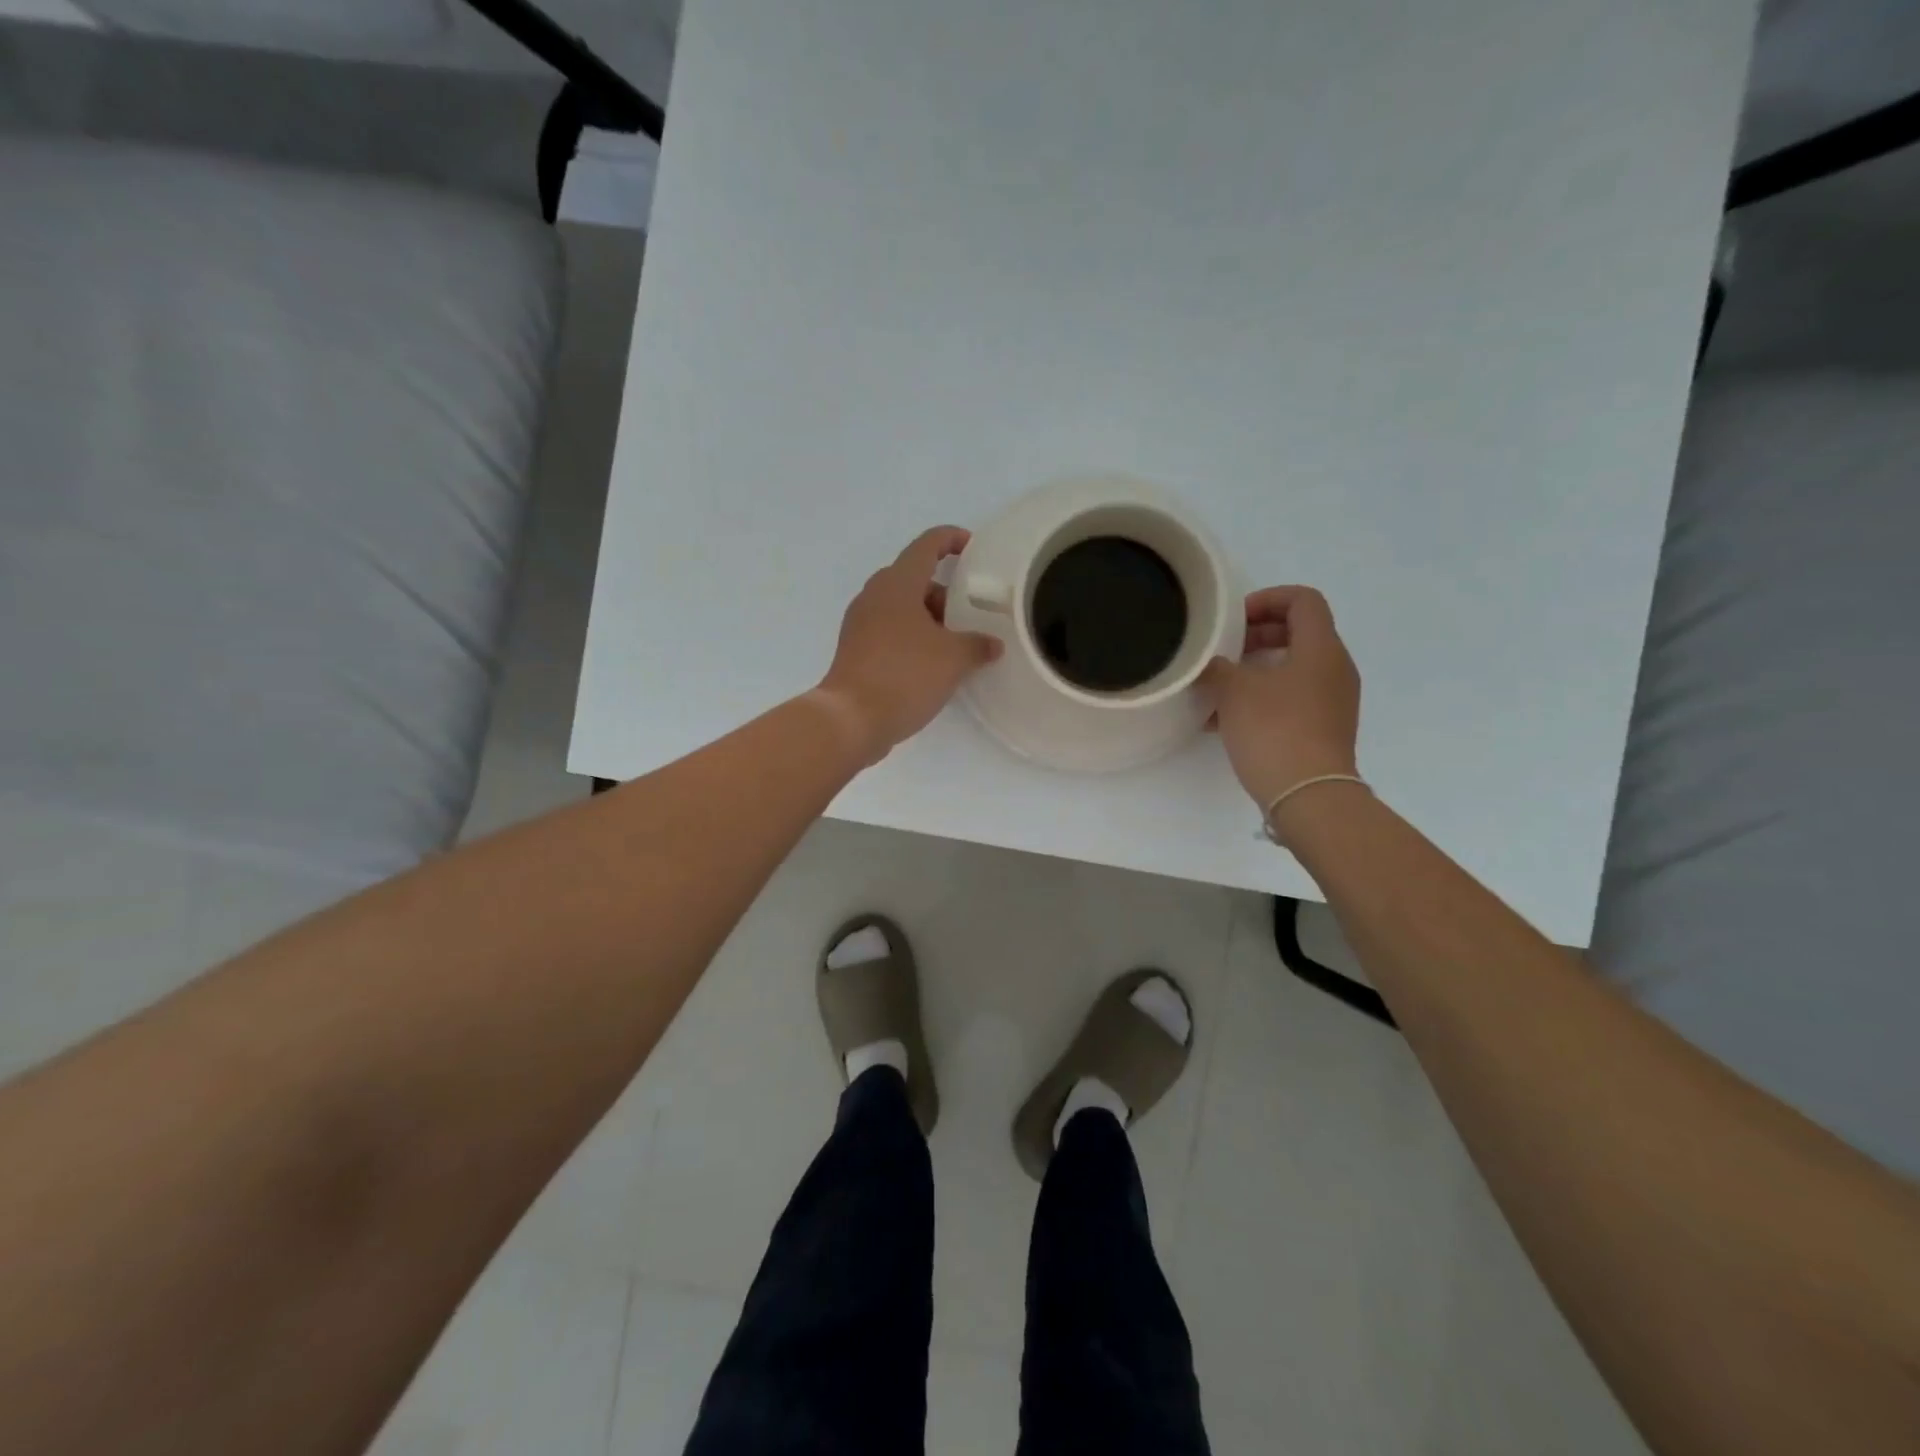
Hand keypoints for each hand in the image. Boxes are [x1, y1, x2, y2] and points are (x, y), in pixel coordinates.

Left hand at [818, 526, 1002, 763]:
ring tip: (955, 645)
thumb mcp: (953, 659)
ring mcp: (860, 623)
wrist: (851, 719)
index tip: (973, 548)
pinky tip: (931, 665)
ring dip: (929, 619)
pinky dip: (912, 638)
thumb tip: (993, 645)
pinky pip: (890, 631)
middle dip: (944, 593)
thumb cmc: (905, 675)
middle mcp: (875, 596)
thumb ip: (978, 645)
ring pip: (902, 608)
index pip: (927, 545)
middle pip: (914, 579)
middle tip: (970, 616)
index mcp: (897, 584)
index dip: (952, 540)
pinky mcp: (855, 650)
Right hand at [1198, 586, 1360, 809]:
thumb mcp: (1233, 691)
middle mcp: (1335, 669)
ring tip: (1219, 687)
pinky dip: (1263, 698)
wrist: (1307, 794)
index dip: (1268, 599)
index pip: (1303, 600)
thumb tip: (1211, 665)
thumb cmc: (1274, 730)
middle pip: (1299, 633)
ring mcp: (1333, 701)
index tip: (1235, 619)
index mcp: (1321, 648)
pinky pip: (1292, 699)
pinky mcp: (1323, 729)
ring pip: (1292, 669)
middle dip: (1258, 635)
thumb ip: (1217, 667)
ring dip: (1256, 670)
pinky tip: (1226, 720)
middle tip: (1225, 649)